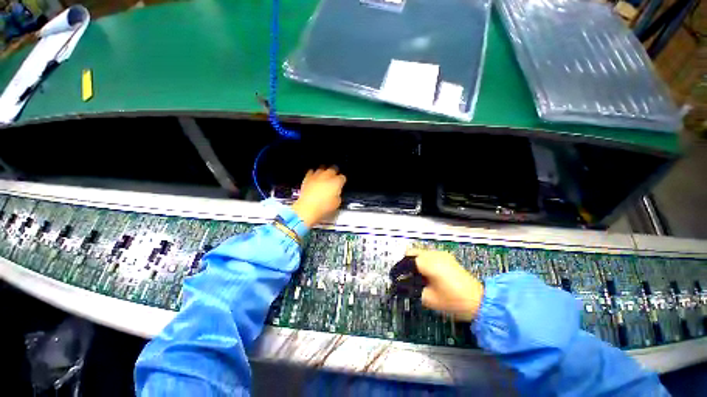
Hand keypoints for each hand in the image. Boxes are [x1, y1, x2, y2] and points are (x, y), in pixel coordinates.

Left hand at [292, 168, 346, 227]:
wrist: (308, 208)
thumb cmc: (323, 206)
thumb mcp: (337, 203)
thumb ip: (338, 195)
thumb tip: (336, 195)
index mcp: (337, 182)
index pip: (342, 177)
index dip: (342, 181)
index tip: (342, 183)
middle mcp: (327, 176)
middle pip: (333, 169)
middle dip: (335, 172)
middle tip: (335, 177)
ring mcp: (317, 176)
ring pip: (322, 168)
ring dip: (324, 171)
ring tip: (325, 175)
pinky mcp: (307, 178)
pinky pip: (311, 172)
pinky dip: (313, 173)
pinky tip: (314, 176)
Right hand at [407, 249, 483, 321]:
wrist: (480, 301)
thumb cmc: (453, 301)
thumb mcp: (429, 299)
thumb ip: (412, 290)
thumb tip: (401, 286)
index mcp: (428, 262)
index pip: (407, 260)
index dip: (400, 270)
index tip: (397, 279)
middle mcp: (433, 254)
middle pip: (412, 252)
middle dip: (406, 263)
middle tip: (406, 277)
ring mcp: (441, 254)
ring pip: (420, 253)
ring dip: (415, 262)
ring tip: (417, 277)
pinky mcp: (447, 257)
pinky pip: (429, 255)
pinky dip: (424, 261)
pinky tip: (428, 274)